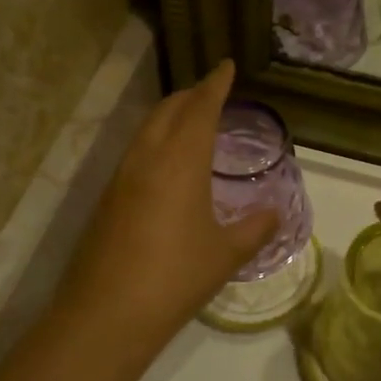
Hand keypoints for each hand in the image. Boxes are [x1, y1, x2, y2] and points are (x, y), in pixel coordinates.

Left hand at [58, 61, 279, 352]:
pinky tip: (166, 164)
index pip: (200, 108)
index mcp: (180, 161)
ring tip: (191, 122)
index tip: (226, 65)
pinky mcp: (106, 200)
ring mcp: (120, 178)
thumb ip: (254, 229)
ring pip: (147, 129)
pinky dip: (156, 141)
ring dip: (169, 116)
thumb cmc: (175, 278)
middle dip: (191, 94)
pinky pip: (135, 153)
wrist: (106, 314)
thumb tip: (274, 213)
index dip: (215, 84)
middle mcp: (147, 159)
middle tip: (211, 91)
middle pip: (168, 110)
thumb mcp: (225, 254)